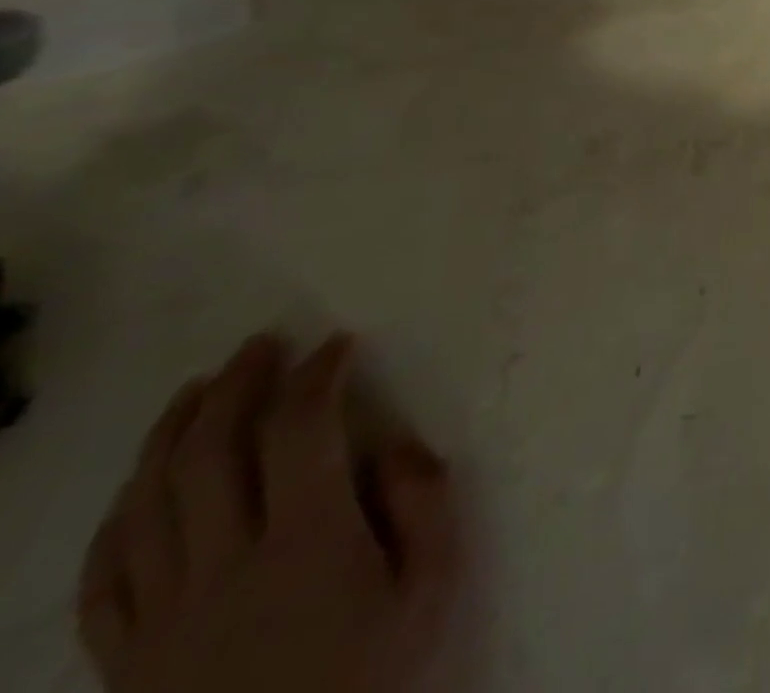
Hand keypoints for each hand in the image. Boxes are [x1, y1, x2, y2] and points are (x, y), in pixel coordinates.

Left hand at [78, 334, 458, 692]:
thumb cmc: (372, 672)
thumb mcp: (430, 588)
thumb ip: (423, 504)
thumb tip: (391, 442)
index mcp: (306, 545)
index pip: (299, 433)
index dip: (316, 377)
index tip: (337, 345)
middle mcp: (222, 568)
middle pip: (209, 457)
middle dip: (236, 387)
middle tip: (261, 345)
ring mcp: (161, 617)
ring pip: (146, 506)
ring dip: (170, 435)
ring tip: (197, 390)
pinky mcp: (124, 659)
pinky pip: (104, 578)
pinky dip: (118, 518)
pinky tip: (140, 486)